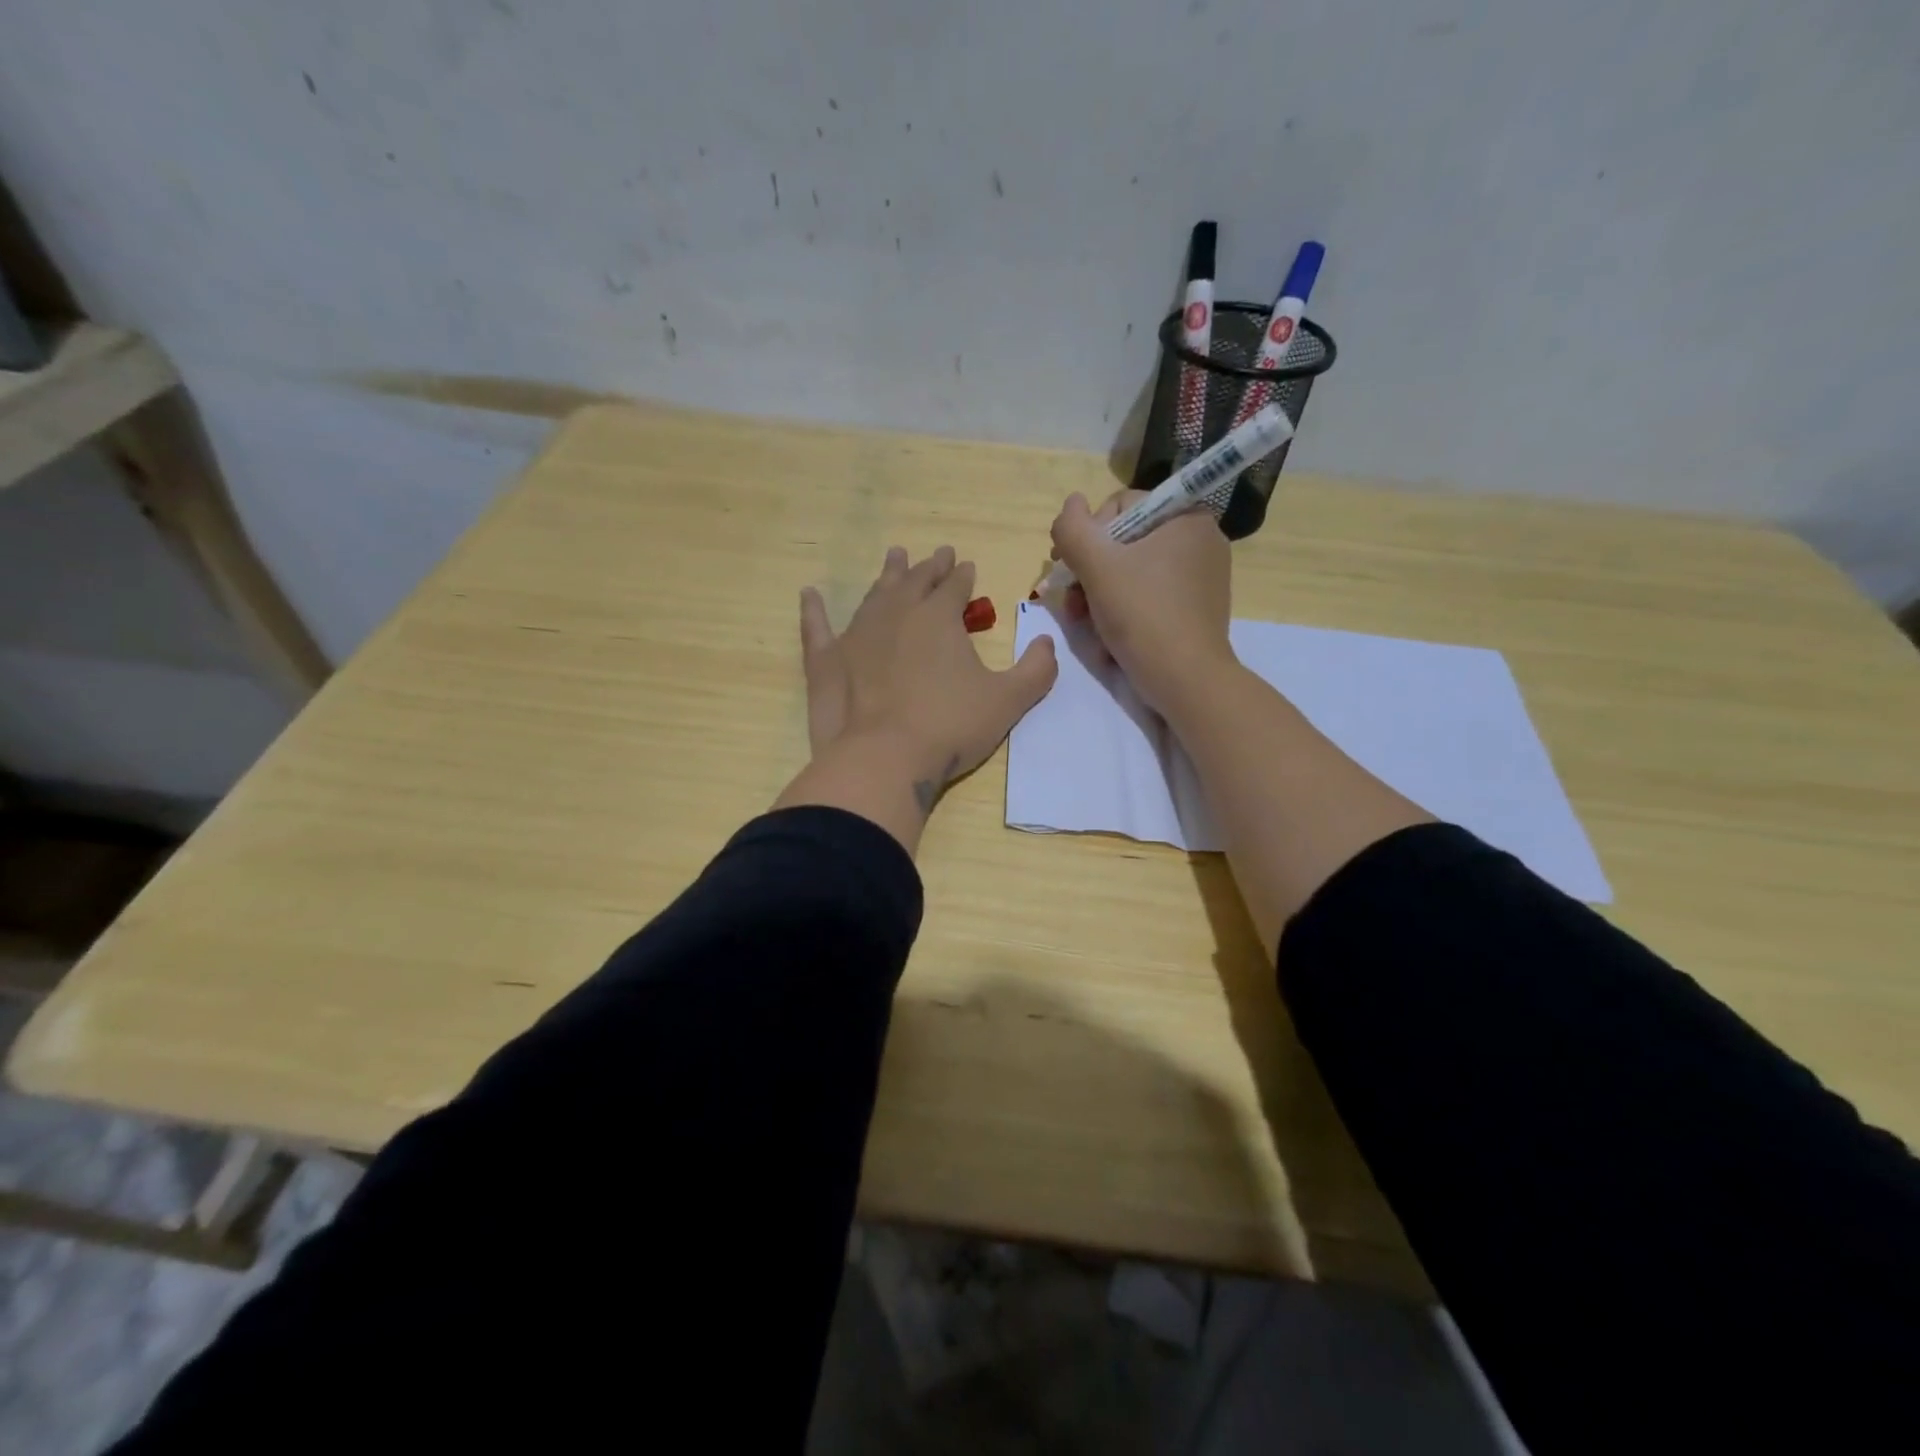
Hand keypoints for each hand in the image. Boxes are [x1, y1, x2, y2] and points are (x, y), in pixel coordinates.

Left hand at [777, 545, 1057, 851]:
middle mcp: (896, 615)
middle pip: (915, 582)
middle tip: (937, 554)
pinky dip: (813, 611)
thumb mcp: (1008, 701)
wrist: (883, 759)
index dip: (963, 575)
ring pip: (874, 595)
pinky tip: (809, 595)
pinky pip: (817, 629)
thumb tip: (1047, 643)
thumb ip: (1035, 670)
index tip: (967, 565)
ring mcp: (856, 636)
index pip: (954, 587)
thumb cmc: (950, 727)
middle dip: (929, 567)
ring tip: (894, 557)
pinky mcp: (827, 662)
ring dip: (887, 576)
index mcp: (938, 618)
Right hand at [1048, 491, 1232, 712]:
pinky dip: (1124, 610)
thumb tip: (1071, 503)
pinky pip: (1150, 595)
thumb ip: (1074, 528)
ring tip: (1084, 623)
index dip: (1086, 536)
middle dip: (1090, 572)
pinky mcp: (1197, 607)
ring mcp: (1202, 576)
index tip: (1067, 568)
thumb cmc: (1143, 615)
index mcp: (1185, 517)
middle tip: (1072, 604)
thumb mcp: (1097, 566)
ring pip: (1133, 572)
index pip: (1121, 507)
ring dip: (1100, 595)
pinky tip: (1108, 635)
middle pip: (1125, 542)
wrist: (1186, 680)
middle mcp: (1200, 539)